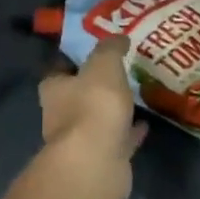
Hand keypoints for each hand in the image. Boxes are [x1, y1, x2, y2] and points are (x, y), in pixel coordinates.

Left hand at [38, 35, 144, 198]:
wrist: (97, 161)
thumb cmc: (93, 106)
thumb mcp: (104, 65)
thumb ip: (110, 49)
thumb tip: (119, 37)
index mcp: (54, 90)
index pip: (58, 70)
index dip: (73, 60)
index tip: (93, 52)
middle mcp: (61, 115)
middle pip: (77, 96)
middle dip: (94, 87)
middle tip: (120, 72)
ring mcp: (81, 141)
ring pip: (98, 120)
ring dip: (113, 110)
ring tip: (135, 96)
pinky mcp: (102, 159)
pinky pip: (117, 140)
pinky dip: (129, 132)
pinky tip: (145, 124)